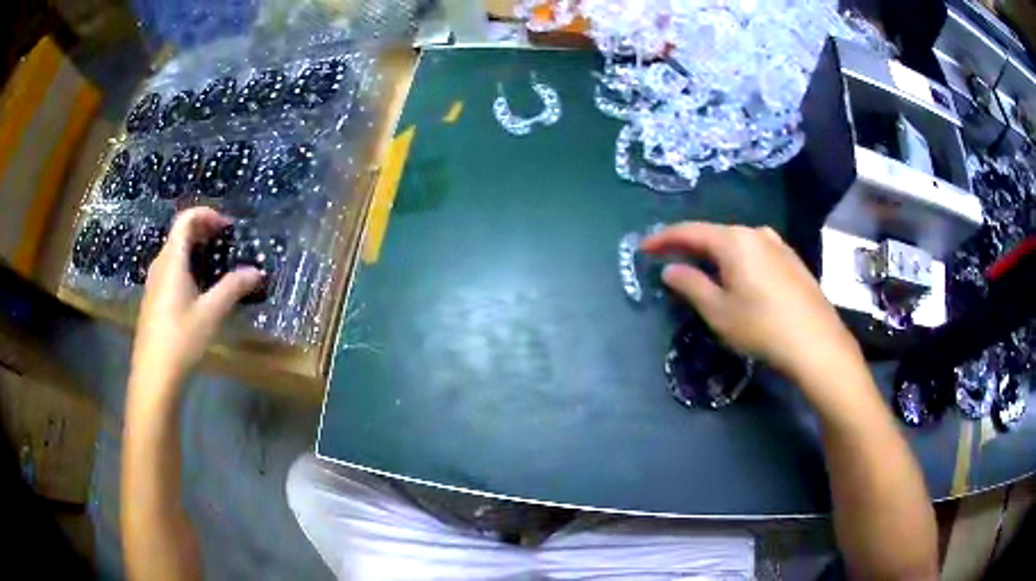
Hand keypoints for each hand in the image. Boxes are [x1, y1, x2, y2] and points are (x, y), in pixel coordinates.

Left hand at [130, 208, 261, 393]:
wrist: (154, 374)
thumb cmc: (181, 338)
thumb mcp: (211, 313)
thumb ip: (233, 288)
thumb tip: (257, 272)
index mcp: (172, 260)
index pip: (186, 219)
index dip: (208, 214)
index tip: (228, 227)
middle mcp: (160, 264)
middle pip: (180, 233)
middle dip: (204, 230)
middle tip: (226, 242)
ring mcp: (154, 282)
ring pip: (174, 251)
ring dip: (195, 248)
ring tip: (216, 263)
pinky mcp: (154, 299)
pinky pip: (171, 269)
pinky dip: (187, 265)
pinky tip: (200, 288)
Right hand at [642, 222, 858, 379]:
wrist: (816, 341)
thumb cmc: (761, 326)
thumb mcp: (719, 311)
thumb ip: (691, 285)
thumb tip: (670, 269)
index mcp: (733, 240)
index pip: (690, 231)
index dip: (663, 239)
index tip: (643, 248)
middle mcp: (755, 233)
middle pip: (714, 234)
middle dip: (690, 245)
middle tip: (670, 260)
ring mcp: (777, 244)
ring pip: (736, 242)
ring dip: (714, 253)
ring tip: (702, 269)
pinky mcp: (791, 259)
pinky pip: (754, 251)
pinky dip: (737, 259)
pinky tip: (738, 276)